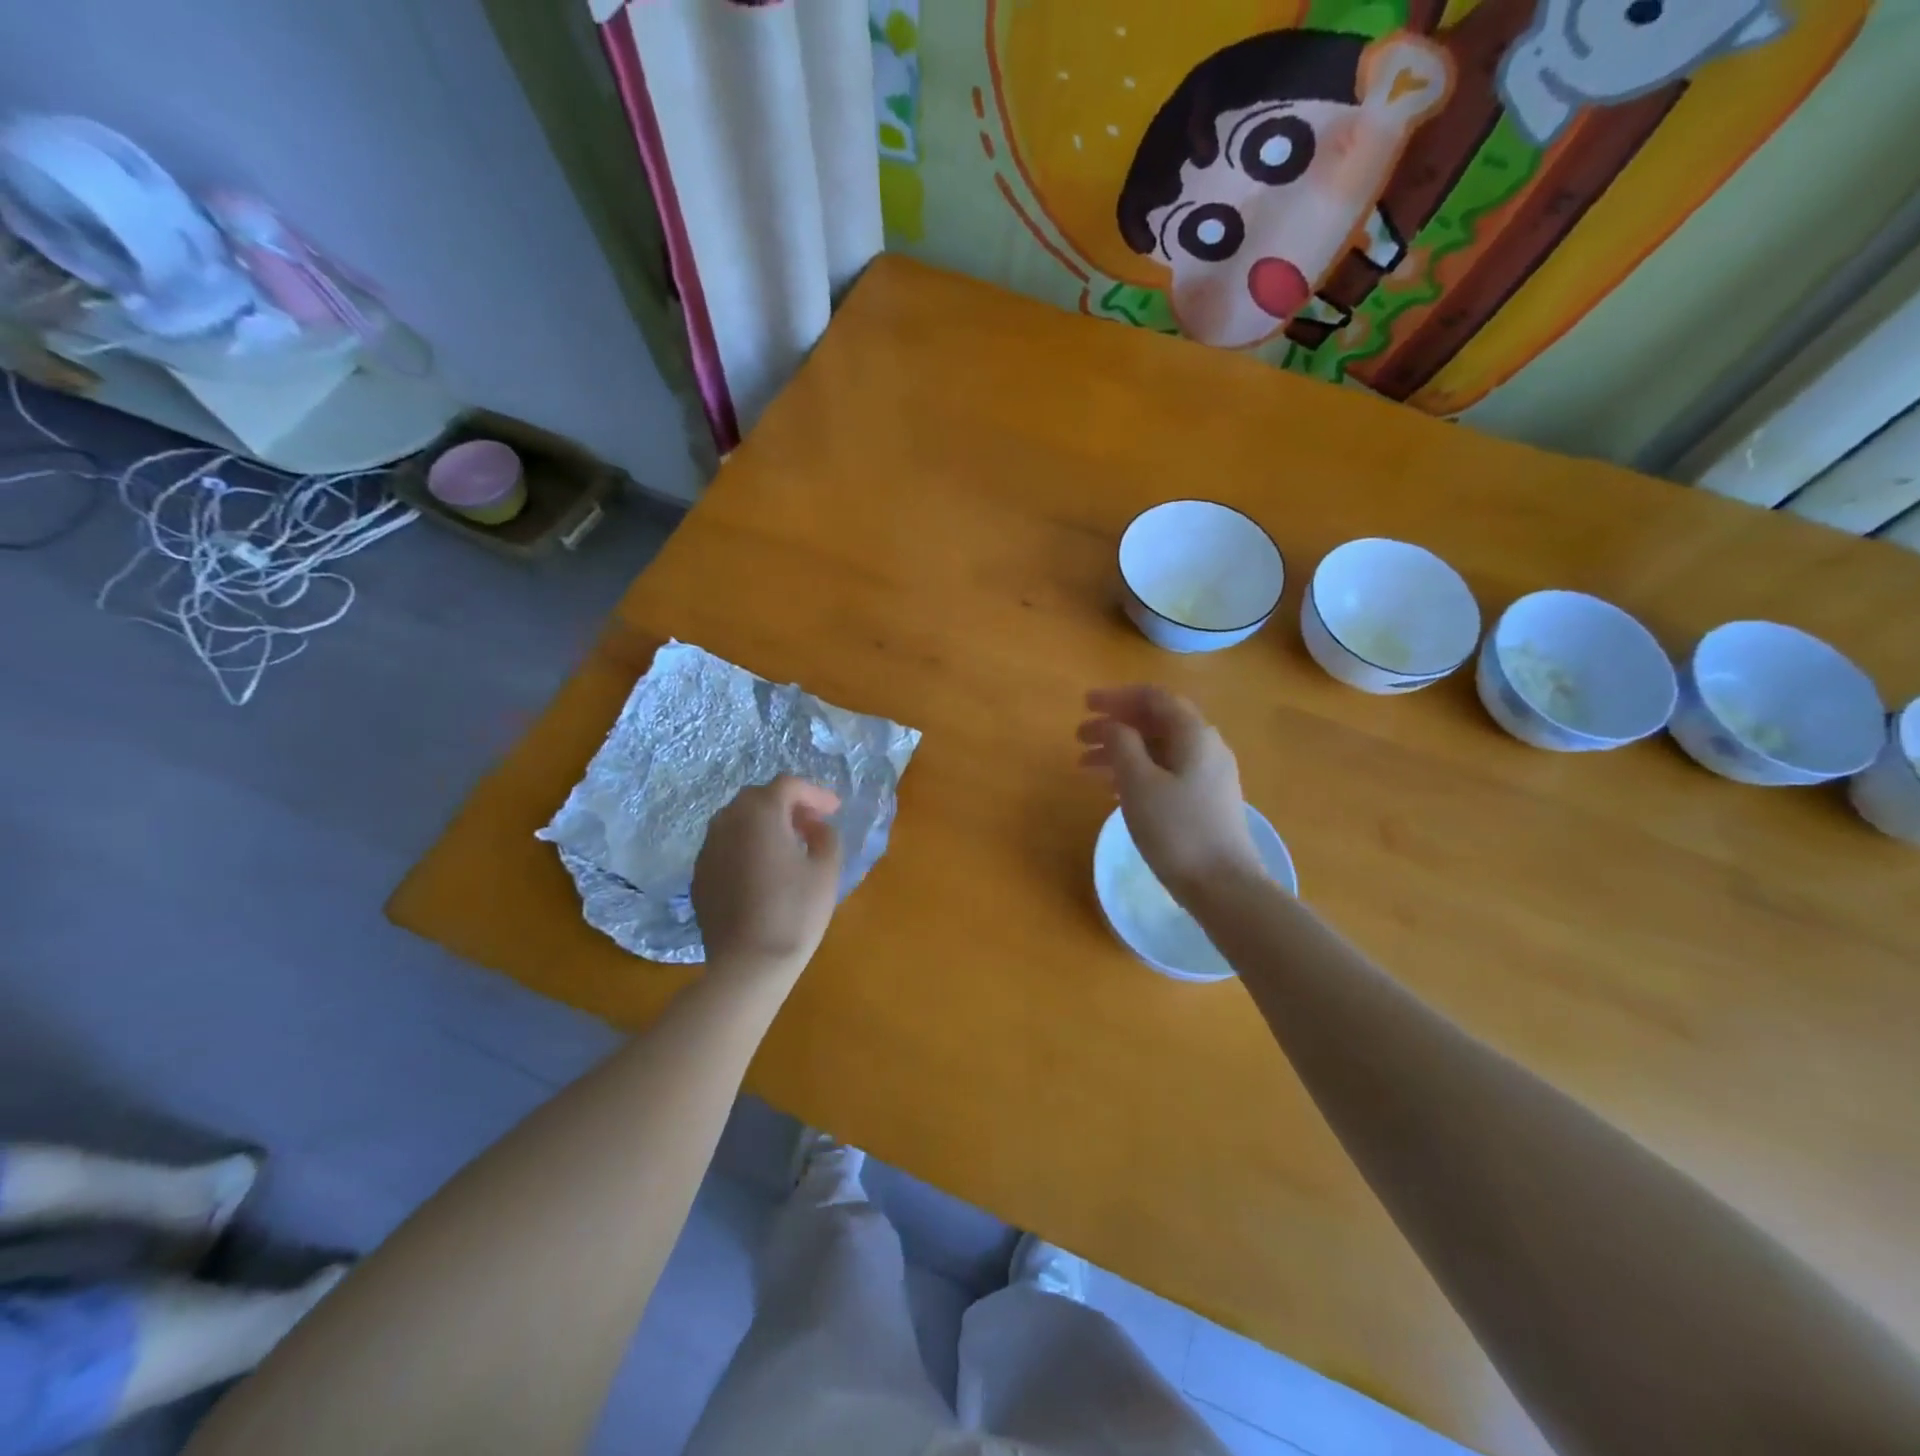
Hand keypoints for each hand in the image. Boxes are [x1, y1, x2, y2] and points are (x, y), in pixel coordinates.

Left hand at [692, 777, 843, 978]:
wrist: (748, 964)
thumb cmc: (795, 912)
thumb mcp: (826, 870)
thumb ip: (826, 836)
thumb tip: (815, 827)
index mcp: (760, 814)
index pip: (787, 785)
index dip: (814, 793)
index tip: (835, 810)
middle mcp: (727, 822)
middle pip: (758, 797)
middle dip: (787, 804)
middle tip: (812, 823)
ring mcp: (707, 849)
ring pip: (736, 820)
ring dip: (764, 823)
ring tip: (788, 844)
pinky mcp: (699, 876)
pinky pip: (725, 846)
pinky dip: (745, 845)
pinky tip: (762, 870)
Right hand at [1078, 686, 1263, 895]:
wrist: (1224, 886)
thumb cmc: (1176, 829)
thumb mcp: (1138, 782)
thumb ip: (1121, 744)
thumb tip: (1113, 724)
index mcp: (1193, 734)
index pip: (1154, 698)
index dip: (1117, 697)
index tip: (1084, 704)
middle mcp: (1206, 747)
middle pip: (1155, 723)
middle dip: (1115, 725)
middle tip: (1079, 737)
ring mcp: (1209, 776)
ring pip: (1158, 750)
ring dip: (1121, 751)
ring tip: (1086, 767)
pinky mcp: (1205, 801)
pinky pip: (1165, 773)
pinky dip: (1136, 772)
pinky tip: (1113, 790)